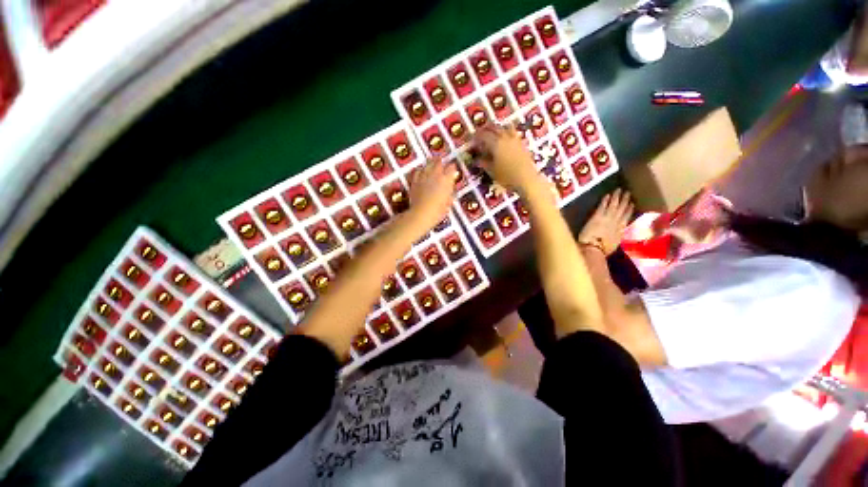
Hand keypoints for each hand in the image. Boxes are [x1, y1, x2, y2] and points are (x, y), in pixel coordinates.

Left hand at [406, 158, 455, 232]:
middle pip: (438, 162)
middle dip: (441, 162)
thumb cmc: (438, 211)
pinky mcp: (415, 180)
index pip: (451, 168)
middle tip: (441, 162)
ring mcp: (424, 176)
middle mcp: (435, 174)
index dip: (452, 168)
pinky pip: (418, 171)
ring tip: (432, 162)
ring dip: (431, 163)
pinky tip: (421, 171)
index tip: (453, 170)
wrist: (422, 213)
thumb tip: (450, 190)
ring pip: (428, 164)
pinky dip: (421, 170)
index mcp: (446, 179)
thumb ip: (450, 193)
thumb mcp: (448, 202)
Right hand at [472, 124, 546, 194]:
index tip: (472, 139)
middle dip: (486, 129)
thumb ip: (484, 163)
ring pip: (505, 127)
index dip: (476, 136)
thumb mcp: (492, 171)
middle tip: (480, 134)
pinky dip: (506, 132)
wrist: (527, 179)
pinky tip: (505, 139)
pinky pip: (512, 132)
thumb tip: (477, 159)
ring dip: (497, 128)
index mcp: (496, 144)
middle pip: (494, 128)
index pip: (483, 135)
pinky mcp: (522, 143)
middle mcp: (505, 138)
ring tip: (493, 133)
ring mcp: (515, 139)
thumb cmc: (507, 177)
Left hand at [578, 189, 633, 254]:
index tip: (632, 204)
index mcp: (621, 230)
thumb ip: (616, 238)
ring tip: (619, 190)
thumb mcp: (614, 244)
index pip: (626, 217)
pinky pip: (602, 206)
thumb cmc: (603, 250)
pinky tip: (607, 195)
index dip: (629, 210)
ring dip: (616, 197)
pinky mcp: (597, 216)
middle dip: (625, 200)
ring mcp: (607, 218)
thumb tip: (617, 237)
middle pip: (622, 209)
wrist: (594, 248)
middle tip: (628, 192)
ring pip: (614, 205)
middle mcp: (616, 222)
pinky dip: (605, 200)